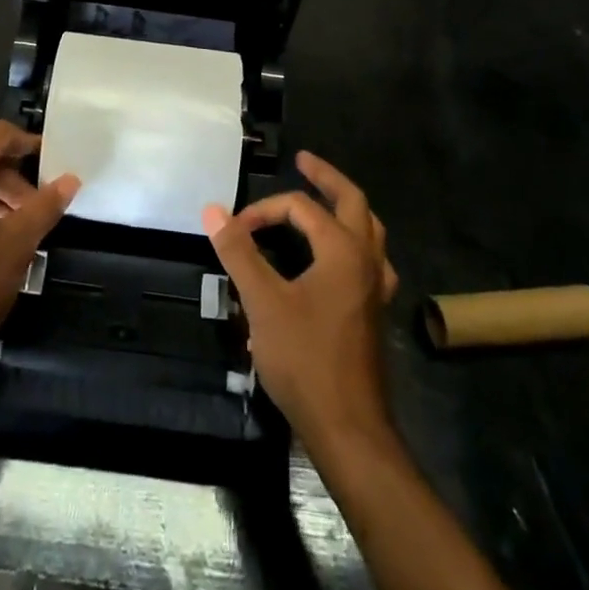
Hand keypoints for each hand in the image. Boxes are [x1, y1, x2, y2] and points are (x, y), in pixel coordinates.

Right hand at [203, 151, 399, 453]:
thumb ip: (239, 252)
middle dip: (326, 178)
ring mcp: (375, 288)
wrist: (348, 428)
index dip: (264, 210)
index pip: (301, 209)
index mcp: (343, 250)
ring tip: (324, 201)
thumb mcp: (262, 302)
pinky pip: (369, 261)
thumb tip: (212, 209)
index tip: (234, 229)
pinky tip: (339, 259)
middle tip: (304, 161)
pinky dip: (353, 244)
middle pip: (353, 202)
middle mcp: (366, 260)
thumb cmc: (305, 360)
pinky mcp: (374, 312)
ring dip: (346, 208)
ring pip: (369, 231)